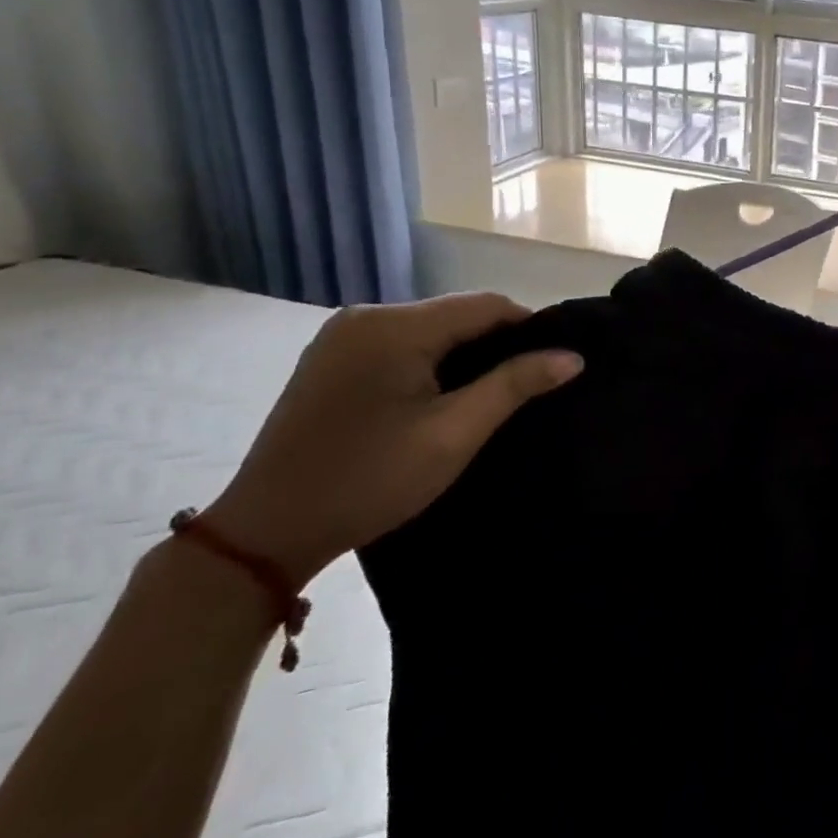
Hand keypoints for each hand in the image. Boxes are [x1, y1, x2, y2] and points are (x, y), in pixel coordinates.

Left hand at [203, 293, 581, 584]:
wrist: (265, 533)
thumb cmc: (369, 480)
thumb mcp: (454, 434)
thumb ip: (515, 385)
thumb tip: (573, 357)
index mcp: (394, 326)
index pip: (485, 304)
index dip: (528, 327)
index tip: (554, 362)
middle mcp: (365, 316)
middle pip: (455, 313)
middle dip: (495, 342)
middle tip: (525, 384)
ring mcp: (341, 336)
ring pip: (429, 329)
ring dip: (463, 353)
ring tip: (489, 392)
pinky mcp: (329, 358)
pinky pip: (399, 343)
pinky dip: (430, 361)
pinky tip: (440, 394)